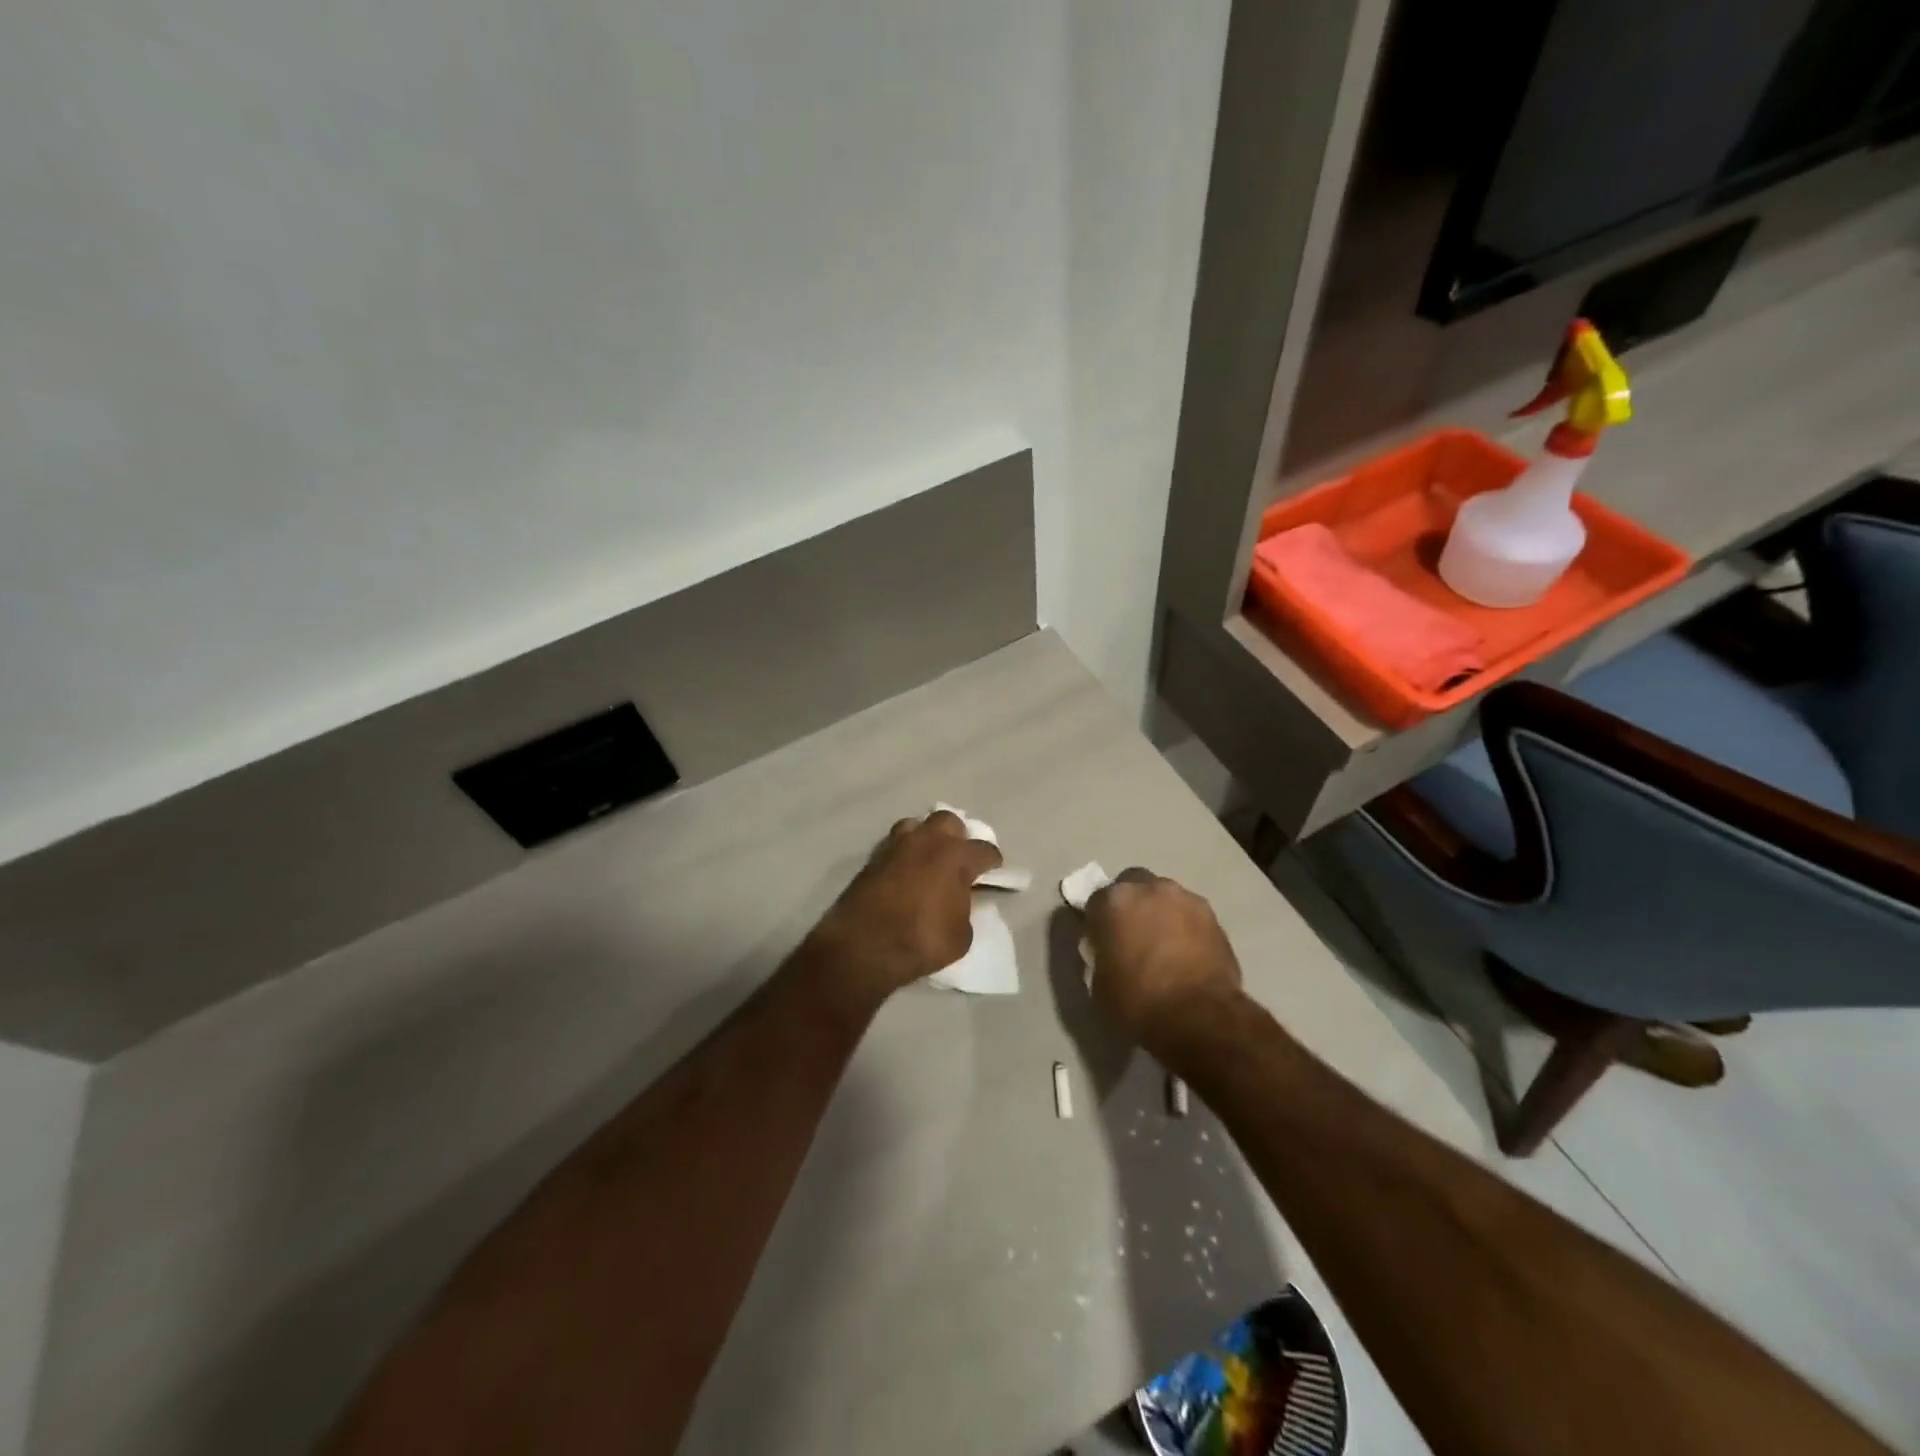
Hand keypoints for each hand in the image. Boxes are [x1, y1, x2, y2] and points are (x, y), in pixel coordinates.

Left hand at [808, 811, 1002, 999]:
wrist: (863, 945)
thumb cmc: (921, 940)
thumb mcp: (961, 936)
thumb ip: (965, 910)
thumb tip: (959, 901)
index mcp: (956, 856)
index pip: (985, 850)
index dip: (992, 862)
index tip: (993, 871)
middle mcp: (928, 841)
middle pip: (949, 821)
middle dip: (958, 836)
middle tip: (958, 858)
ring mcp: (897, 846)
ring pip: (916, 825)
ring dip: (926, 837)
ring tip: (928, 858)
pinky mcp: (872, 858)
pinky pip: (894, 845)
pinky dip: (903, 853)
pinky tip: (904, 871)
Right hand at [1085, 868, 1242, 1043]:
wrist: (1201, 1018)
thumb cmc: (1139, 1002)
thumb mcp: (1099, 984)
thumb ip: (1100, 955)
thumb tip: (1109, 951)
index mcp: (1114, 901)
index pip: (1096, 900)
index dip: (1097, 921)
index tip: (1101, 941)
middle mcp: (1149, 889)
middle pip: (1133, 885)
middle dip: (1131, 904)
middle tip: (1132, 935)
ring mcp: (1185, 899)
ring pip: (1164, 897)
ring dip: (1160, 913)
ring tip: (1163, 946)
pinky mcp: (1214, 916)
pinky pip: (1189, 915)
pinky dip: (1185, 927)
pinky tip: (1186, 954)